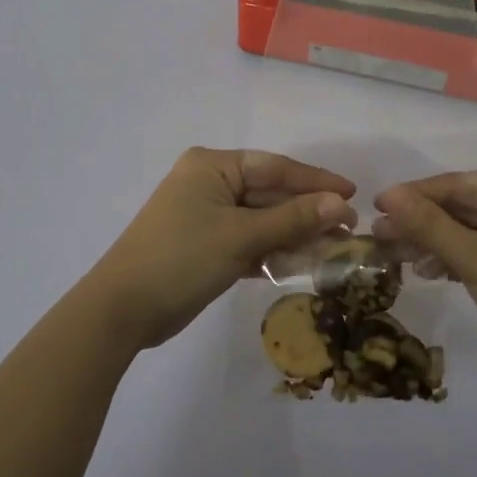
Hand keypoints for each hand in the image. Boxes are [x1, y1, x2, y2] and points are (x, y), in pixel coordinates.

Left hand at [90, 148, 356, 350]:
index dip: (316, 181)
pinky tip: (302, 264)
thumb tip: (341, 204)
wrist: (123, 310)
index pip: (275, 167)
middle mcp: (210, 184)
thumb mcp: (241, 236)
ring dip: (294, 236)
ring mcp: (206, 216)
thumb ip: (293, 219)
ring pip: (262, 220)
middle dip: (308, 213)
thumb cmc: (182, 258)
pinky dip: (272, 252)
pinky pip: (248, 241)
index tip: (353, 194)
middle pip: (270, 194)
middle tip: (349, 230)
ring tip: (334, 250)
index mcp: (213, 166)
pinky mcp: (206, 245)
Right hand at [372, 172, 476, 389]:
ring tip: (395, 257)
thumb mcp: (475, 259)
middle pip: (459, 206)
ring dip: (432, 242)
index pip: (455, 184)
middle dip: (419, 222)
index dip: (413, 195)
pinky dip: (453, 258)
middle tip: (378, 237)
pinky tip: (427, 271)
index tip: (375, 207)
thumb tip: (389, 193)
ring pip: (466, 229)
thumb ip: (430, 225)